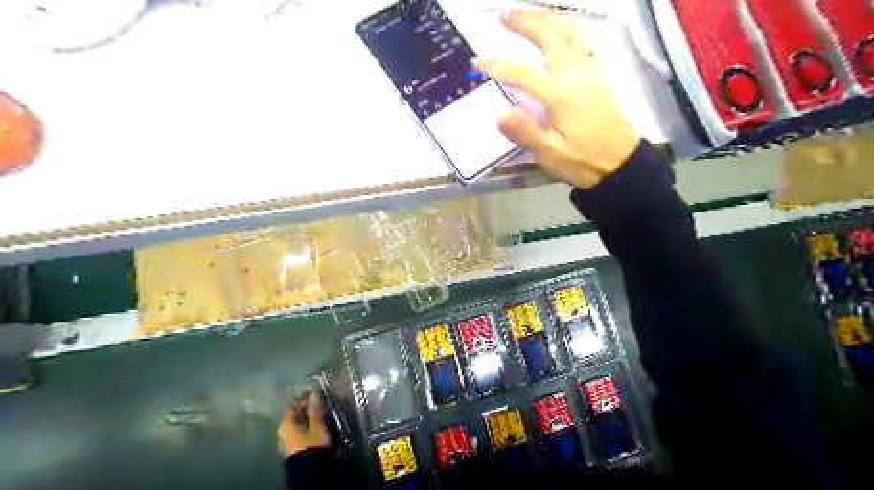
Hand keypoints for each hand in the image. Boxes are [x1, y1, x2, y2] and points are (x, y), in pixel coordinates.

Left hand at [279, 391, 330, 458]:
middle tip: (320, 407)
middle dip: (306, 410)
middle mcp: (282, 431)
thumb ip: (315, 409)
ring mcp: (285, 441)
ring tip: (320, 417)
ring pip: (297, 425)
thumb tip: (314, 392)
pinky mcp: (291, 449)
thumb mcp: (317, 425)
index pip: (294, 406)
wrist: (309, 471)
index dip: (305, 400)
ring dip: (307, 420)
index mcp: (285, 424)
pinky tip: (315, 428)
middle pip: (295, 416)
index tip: (317, 397)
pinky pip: (298, 433)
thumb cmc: (312, 443)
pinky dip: (305, 428)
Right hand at [475, 9, 639, 189]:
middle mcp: (576, 75)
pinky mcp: (598, 76)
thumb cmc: (583, 162)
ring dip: (547, 19)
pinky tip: (560, 31)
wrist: (621, 164)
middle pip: (550, 37)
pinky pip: (581, 42)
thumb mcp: (551, 155)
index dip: (497, 65)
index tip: (476, 63)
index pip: (523, 73)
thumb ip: (526, 133)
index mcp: (561, 96)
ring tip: (528, 13)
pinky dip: (565, 29)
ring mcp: (590, 72)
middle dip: (526, 21)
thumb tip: (500, 114)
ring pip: (569, 33)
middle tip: (504, 14)